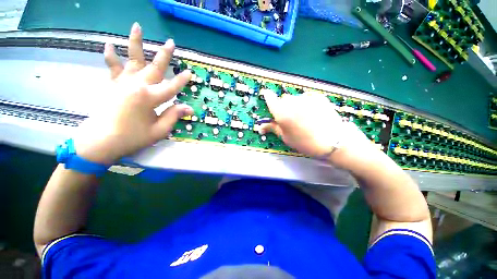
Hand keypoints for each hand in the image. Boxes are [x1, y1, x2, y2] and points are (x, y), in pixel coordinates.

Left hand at [74, 22, 192, 163]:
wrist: (101, 142)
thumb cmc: (133, 137)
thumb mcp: (159, 130)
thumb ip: (173, 116)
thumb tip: (189, 108)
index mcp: (150, 98)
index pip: (171, 87)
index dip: (182, 80)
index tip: (190, 73)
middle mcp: (137, 85)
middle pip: (154, 67)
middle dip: (164, 55)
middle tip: (171, 42)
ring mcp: (122, 83)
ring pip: (132, 60)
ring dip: (135, 43)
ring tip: (137, 26)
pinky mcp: (112, 85)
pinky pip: (112, 68)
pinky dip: (111, 56)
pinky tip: (109, 44)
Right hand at [260, 90, 371, 163]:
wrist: (333, 141)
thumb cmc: (305, 142)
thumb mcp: (286, 137)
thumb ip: (273, 128)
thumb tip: (260, 127)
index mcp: (282, 113)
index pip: (270, 98)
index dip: (267, 96)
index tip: (267, 96)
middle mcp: (292, 102)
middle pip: (283, 99)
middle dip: (282, 106)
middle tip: (288, 118)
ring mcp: (306, 97)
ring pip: (294, 98)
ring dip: (294, 105)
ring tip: (301, 117)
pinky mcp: (317, 96)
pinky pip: (305, 97)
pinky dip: (304, 103)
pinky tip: (311, 113)